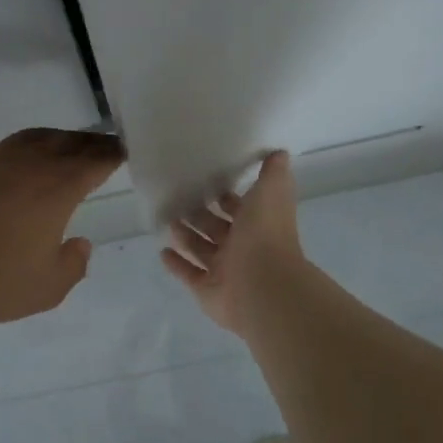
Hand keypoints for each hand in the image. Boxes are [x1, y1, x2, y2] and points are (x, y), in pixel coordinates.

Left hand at [0, 128, 124, 325]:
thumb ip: (72, 265)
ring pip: (28, 139)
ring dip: (49, 142)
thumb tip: (79, 244)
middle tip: (98, 146)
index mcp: (55, 187)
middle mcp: (25, 161)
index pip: (95, 160)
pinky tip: (1, 175)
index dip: (111, 154)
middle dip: (87, 142)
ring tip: (56, 149)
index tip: (122, 151)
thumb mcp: (45, 289)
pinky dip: (9, 157)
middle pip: (65, 142)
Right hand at [161, 152, 309, 333]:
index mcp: (257, 225)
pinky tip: (162, 251)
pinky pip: (189, 275)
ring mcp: (225, 271)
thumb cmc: (265, 235)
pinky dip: (176, 264)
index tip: (206, 182)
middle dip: (200, 215)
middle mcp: (242, 248)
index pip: (240, 208)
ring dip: (186, 236)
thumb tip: (279, 152)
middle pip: (217, 229)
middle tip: (177, 199)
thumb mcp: (271, 193)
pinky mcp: (208, 290)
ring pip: (202, 250)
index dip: (226, 197)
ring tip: (167, 220)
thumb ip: (273, 173)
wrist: (263, 285)